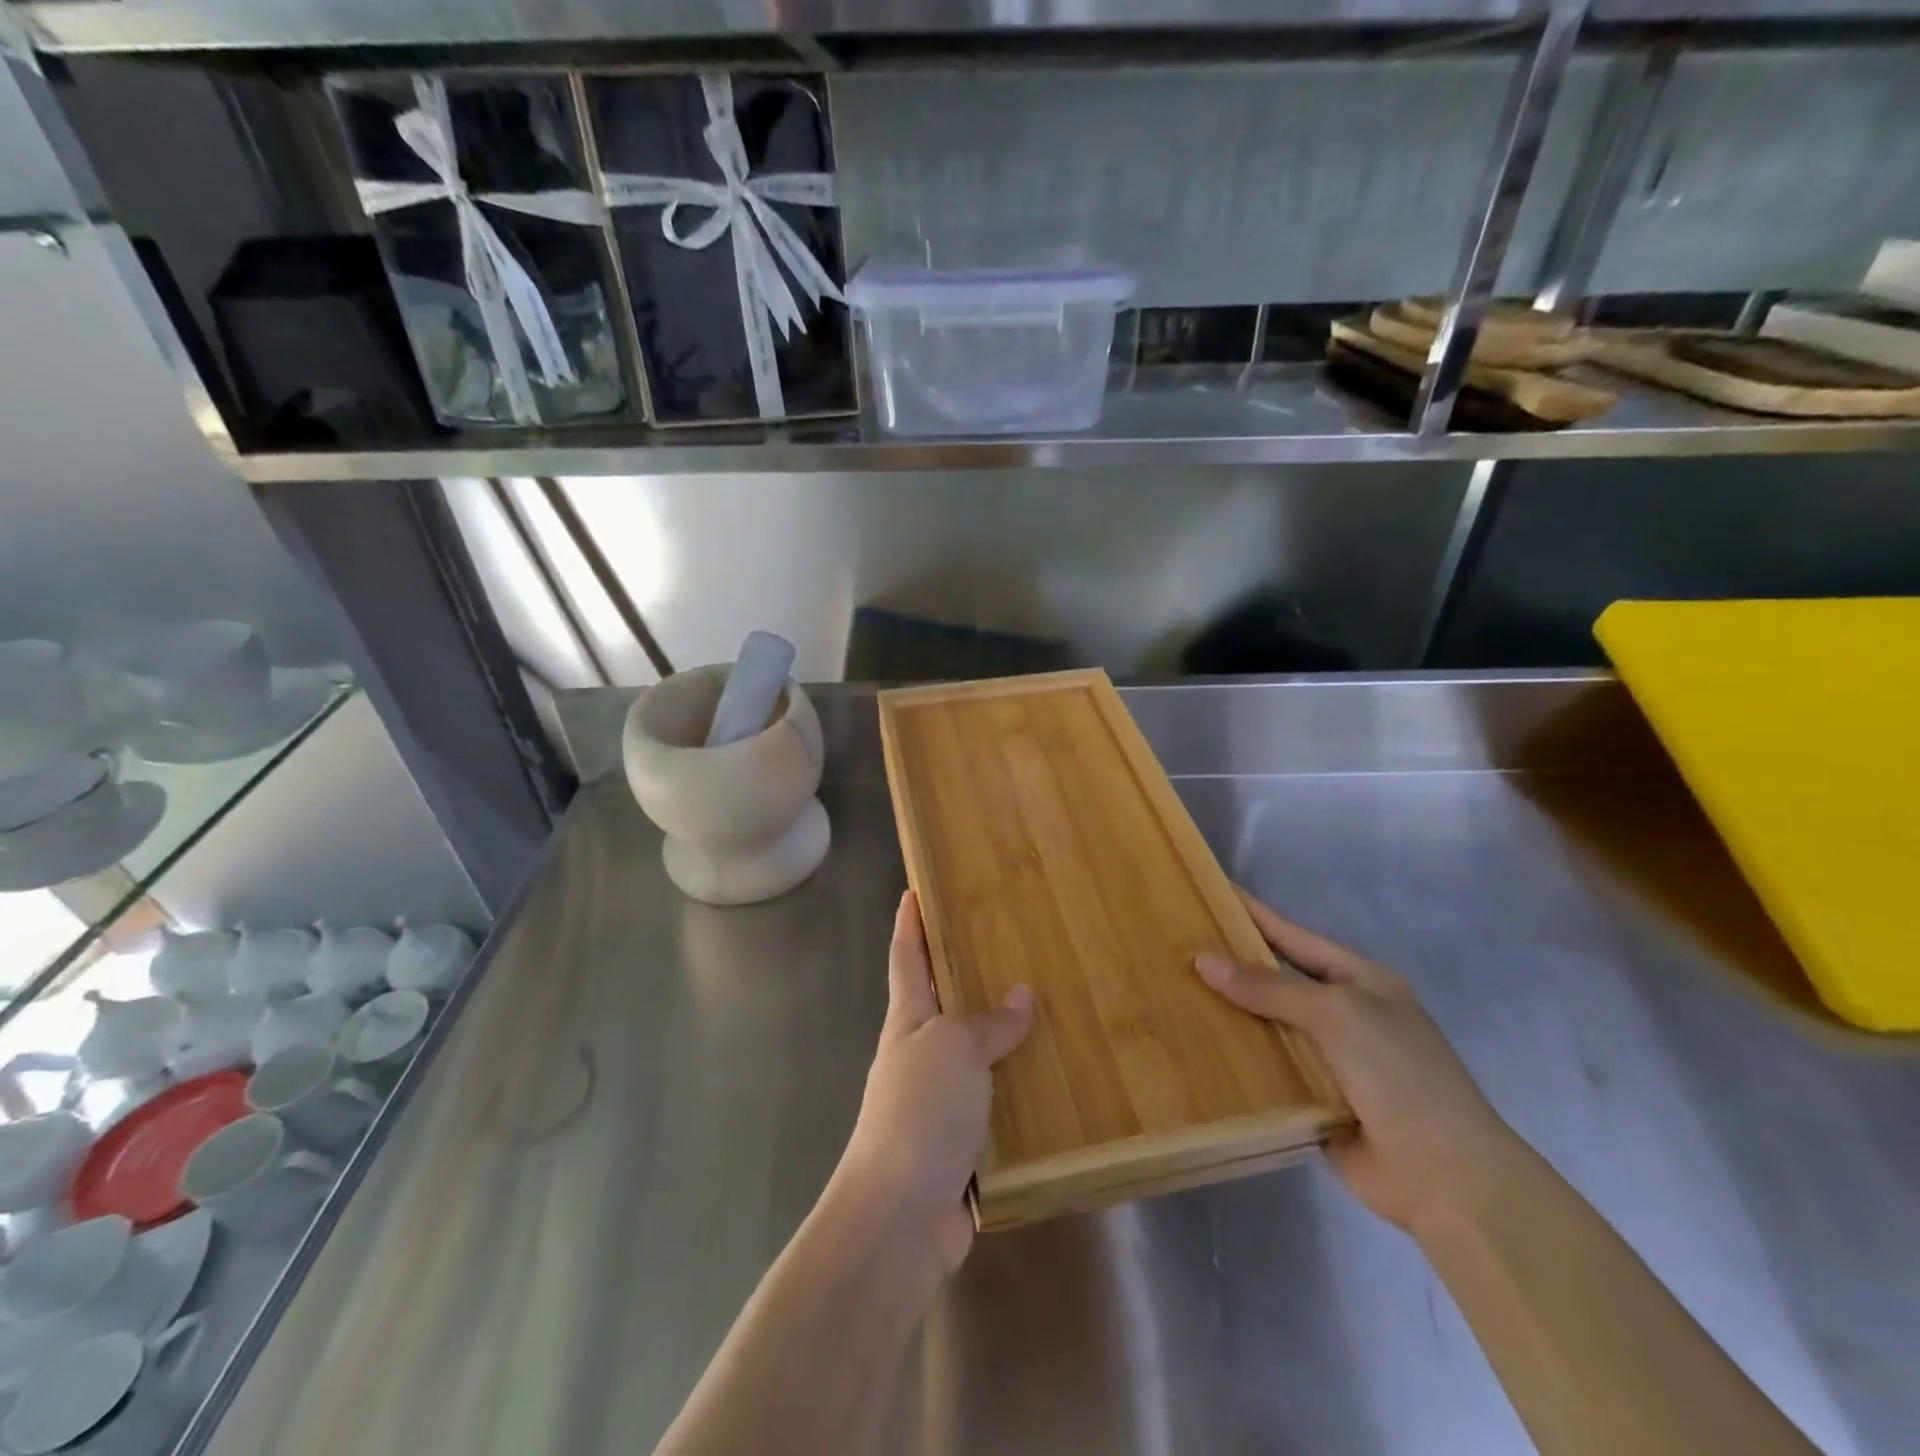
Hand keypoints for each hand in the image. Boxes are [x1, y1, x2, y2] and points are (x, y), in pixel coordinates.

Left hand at [835, 891, 1032, 1285]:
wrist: (900, 1215)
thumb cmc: (920, 1110)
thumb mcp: (955, 1048)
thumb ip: (989, 1022)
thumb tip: (1021, 995)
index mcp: (908, 1021)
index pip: (906, 957)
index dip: (909, 922)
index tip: (914, 889)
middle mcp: (919, 1054)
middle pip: (942, 1002)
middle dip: (965, 973)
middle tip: (1004, 942)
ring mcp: (937, 1100)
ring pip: (974, 1054)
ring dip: (1002, 1035)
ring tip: (1047, 1008)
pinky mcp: (961, 1143)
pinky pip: (996, 1102)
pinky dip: (1019, 1089)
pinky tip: (1054, 1083)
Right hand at [1195, 892, 1513, 1234]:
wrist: (1446, 1177)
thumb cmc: (1400, 1074)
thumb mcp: (1337, 1014)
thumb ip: (1269, 987)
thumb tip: (1203, 960)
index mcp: (1358, 981)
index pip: (1293, 936)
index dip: (1253, 913)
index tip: (1209, 891)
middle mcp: (1341, 1013)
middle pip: (1275, 979)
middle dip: (1230, 964)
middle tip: (1174, 944)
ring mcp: (1327, 1058)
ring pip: (1265, 1025)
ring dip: (1227, 1013)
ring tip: (1170, 991)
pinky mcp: (1312, 1098)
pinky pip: (1266, 1069)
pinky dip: (1235, 1060)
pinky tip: (1192, 1047)